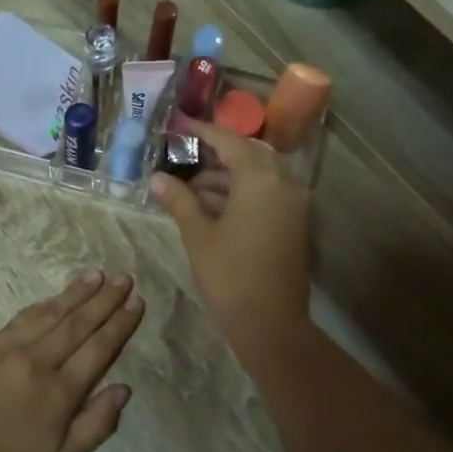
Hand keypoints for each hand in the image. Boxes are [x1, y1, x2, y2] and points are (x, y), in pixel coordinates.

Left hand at [0, 270, 144, 451]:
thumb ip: (96, 425)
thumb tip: (124, 389)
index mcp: (60, 392)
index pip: (99, 348)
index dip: (120, 324)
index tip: (137, 302)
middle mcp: (38, 362)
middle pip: (78, 323)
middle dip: (104, 300)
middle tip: (125, 279)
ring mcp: (9, 351)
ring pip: (50, 314)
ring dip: (75, 293)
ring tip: (96, 275)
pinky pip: (21, 318)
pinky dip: (42, 304)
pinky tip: (54, 297)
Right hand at [149, 120, 311, 361]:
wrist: (271, 324)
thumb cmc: (230, 276)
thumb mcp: (198, 235)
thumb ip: (179, 200)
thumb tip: (158, 178)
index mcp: (261, 180)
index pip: (229, 142)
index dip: (202, 132)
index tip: (179, 127)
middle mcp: (284, 184)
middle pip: (248, 156)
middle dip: (215, 155)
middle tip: (183, 158)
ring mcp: (293, 205)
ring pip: (257, 177)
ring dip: (226, 178)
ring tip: (189, 189)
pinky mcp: (294, 224)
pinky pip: (266, 195)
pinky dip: (241, 194)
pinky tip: (210, 207)